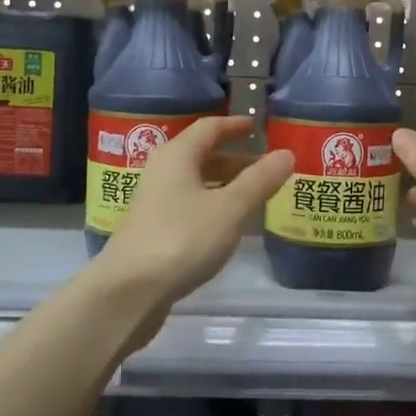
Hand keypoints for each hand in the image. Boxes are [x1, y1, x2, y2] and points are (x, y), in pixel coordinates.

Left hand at [95, 116, 292, 314]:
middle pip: (202, 154)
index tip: (258, 127)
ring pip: (195, 181)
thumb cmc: (183, 238)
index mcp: (178, 155)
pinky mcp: (153, 228)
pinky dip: (212, 204)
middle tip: (266, 166)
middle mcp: (162, 170)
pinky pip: (189, 204)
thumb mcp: (230, 208)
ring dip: (225, 183)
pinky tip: (228, 223)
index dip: (235, 125)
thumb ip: (260, 180)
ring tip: (254, 195)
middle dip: (235, 158)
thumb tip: (286, 154)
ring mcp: (154, 201)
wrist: (130, 290)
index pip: (209, 127)